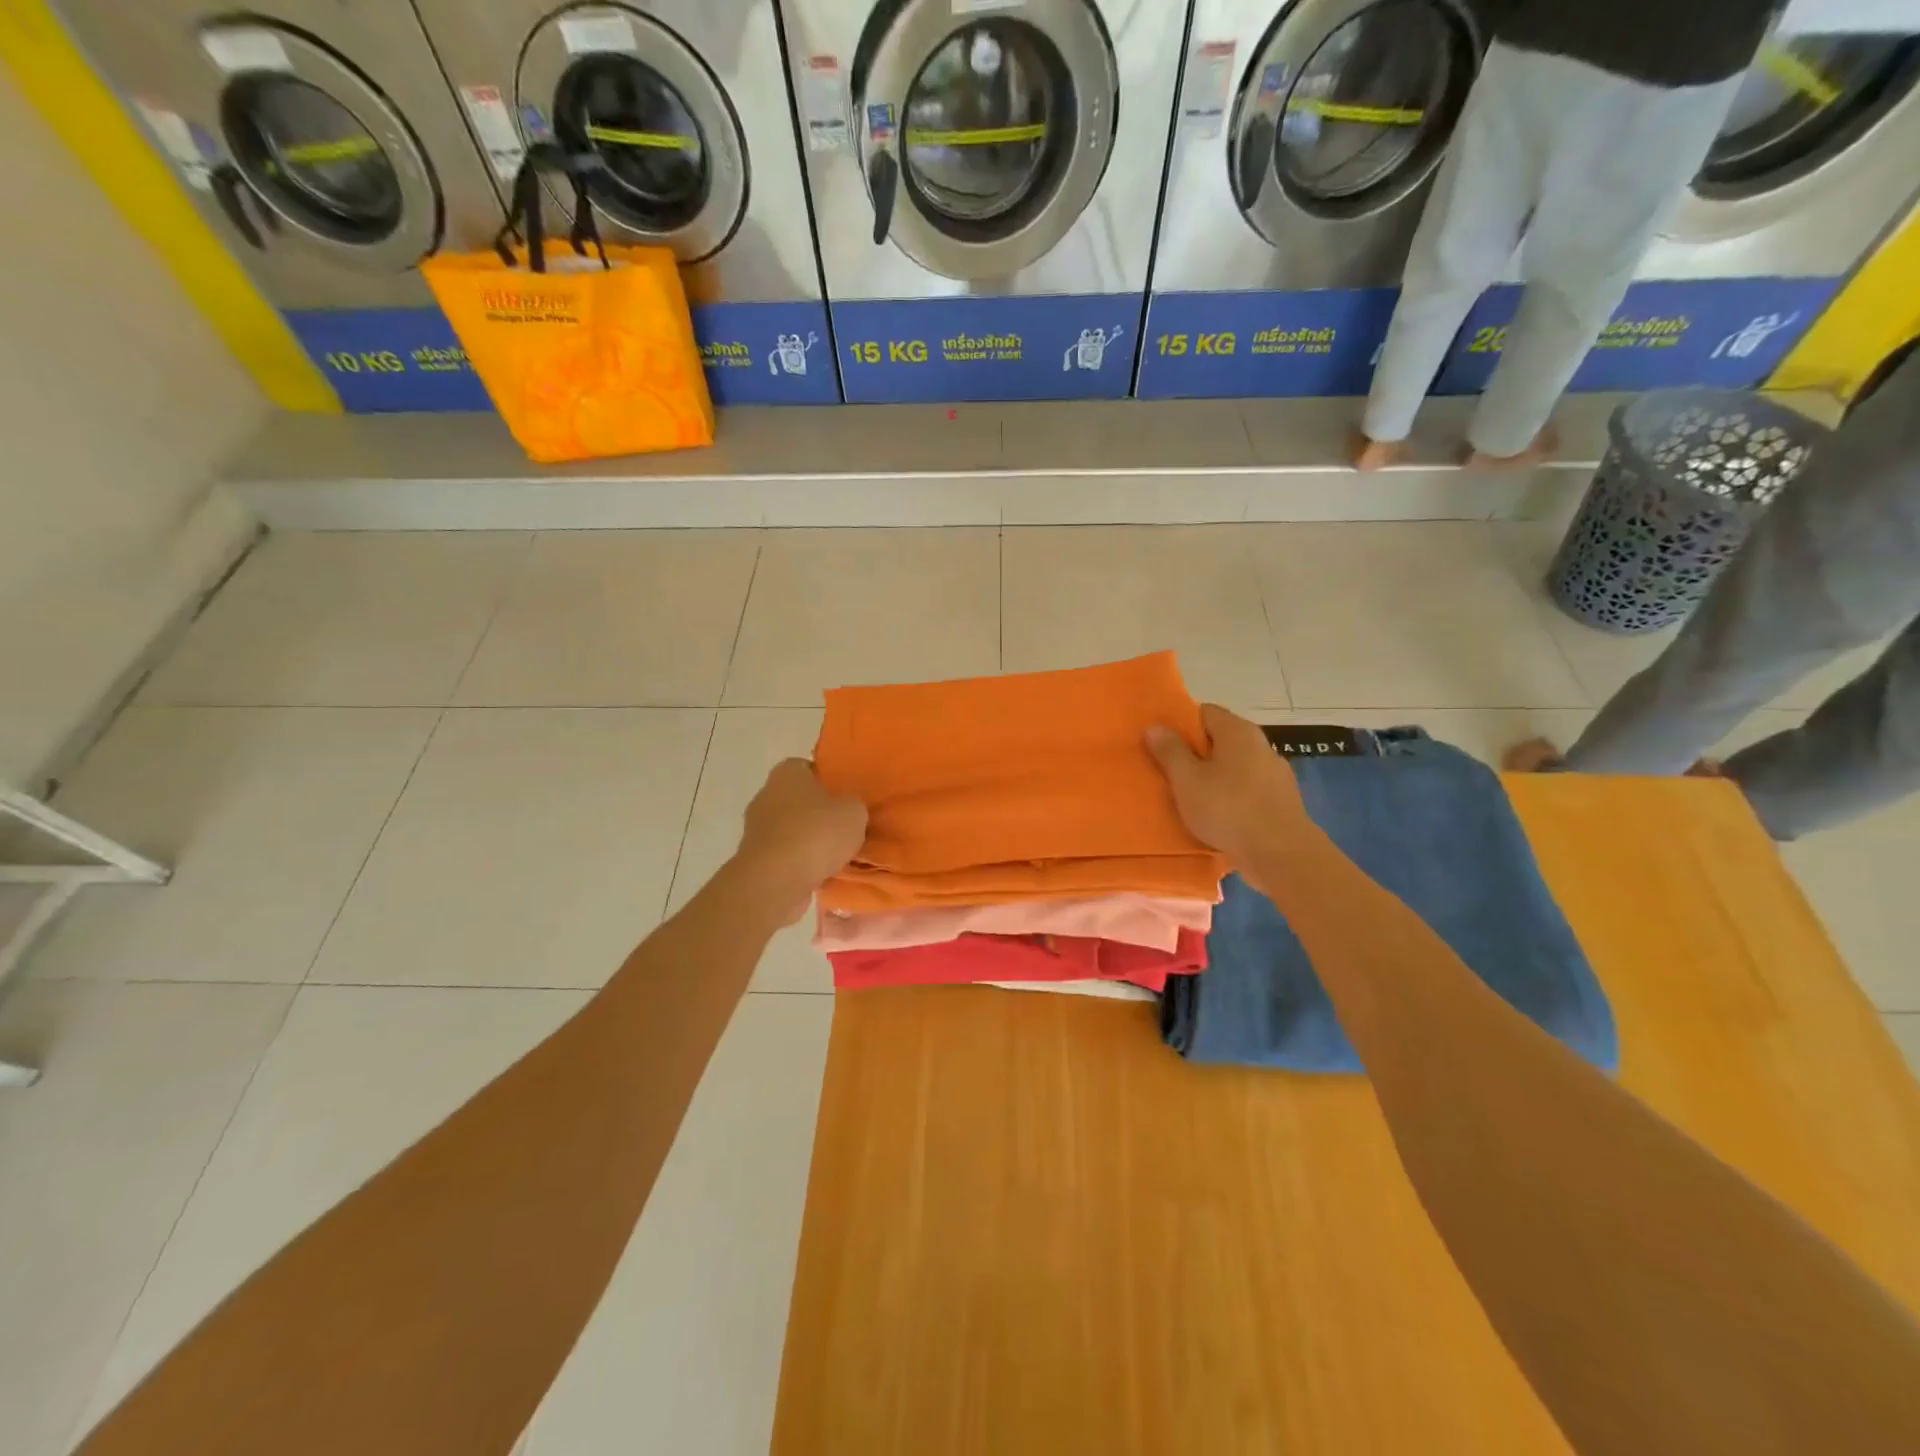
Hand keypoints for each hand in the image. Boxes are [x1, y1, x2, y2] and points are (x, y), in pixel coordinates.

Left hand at [735, 759, 867, 923]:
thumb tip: (847, 807)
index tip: (844, 796)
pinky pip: (785, 855)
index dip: (827, 780)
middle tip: (844, 826)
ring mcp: (756, 829)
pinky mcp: (755, 859)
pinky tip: (820, 873)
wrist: (776, 881)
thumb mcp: (854, 812)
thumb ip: (853, 804)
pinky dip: (799, 863)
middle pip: (797, 799)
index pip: (807, 767)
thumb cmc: (816, 834)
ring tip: (836, 855)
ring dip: (809, 840)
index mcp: (786, 773)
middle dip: (818, 812)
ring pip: (791, 829)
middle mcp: (766, 795)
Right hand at [1147, 704, 1313, 868]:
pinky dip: (1230, 797)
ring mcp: (1275, 774)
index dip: (1180, 724)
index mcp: (1238, 731)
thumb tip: (1155, 726)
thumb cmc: (1228, 809)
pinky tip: (1217, 816)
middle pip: (1220, 740)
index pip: (1204, 712)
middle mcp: (1261, 745)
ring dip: (1213, 777)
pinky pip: (1247, 790)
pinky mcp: (1281, 801)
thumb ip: (1170, 751)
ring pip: (1234, 767)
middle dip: (1195, 753)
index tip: (1161, 743)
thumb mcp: (1187, 780)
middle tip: (1169, 771)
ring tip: (1189, 796)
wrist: (1281, 854)